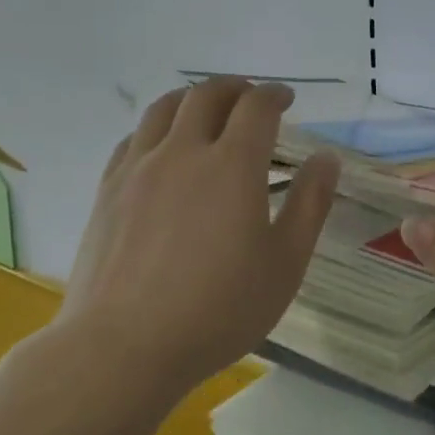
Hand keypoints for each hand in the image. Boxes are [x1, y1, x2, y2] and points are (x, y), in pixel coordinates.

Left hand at [60, 78, 338, 394]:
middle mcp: (183, 151)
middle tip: (251, 99)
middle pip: (207, 94)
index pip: (256, 107)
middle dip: (236, 88)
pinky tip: (163, 147)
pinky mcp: (108, 189)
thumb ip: (310, 204)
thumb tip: (326, 158)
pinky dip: (158, 127)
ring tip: (207, 110)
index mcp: (232, 165)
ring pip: (165, 107)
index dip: (275, 95)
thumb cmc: (218, 310)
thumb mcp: (284, 264)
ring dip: (193, 98)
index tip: (286, 99)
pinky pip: (134, 137)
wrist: (124, 346)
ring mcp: (139, 167)